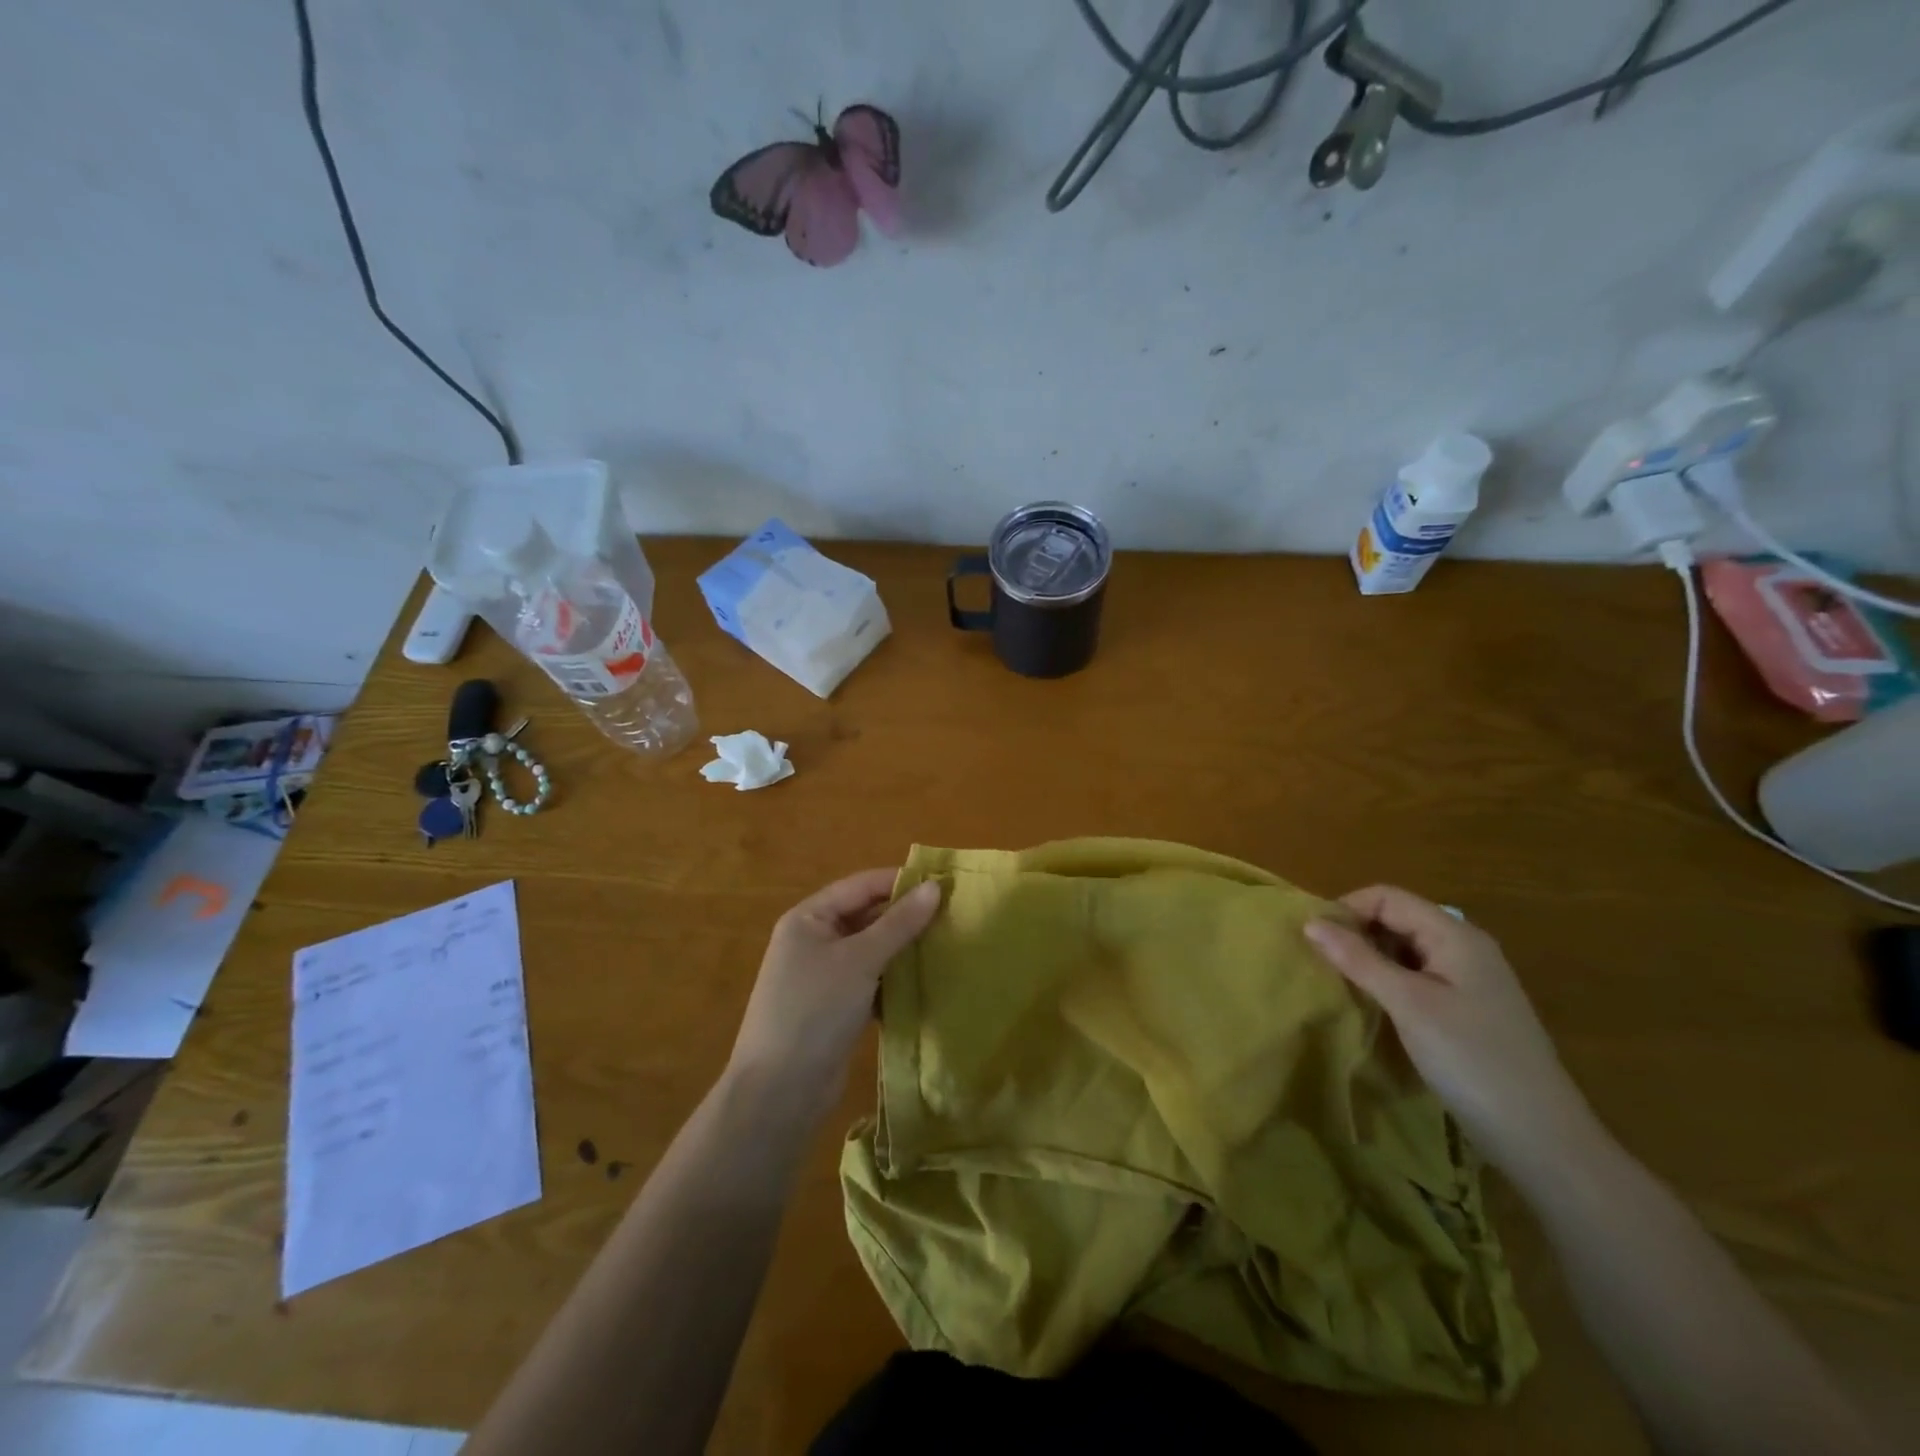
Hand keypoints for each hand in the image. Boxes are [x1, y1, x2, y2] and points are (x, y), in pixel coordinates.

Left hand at [726, 870, 940, 1122]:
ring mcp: (823, 976)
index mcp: (808, 918)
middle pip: (865, 916)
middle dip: (905, 916)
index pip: (861, 886)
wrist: (779, 1092)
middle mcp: (813, 940)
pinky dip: (895, 978)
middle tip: (952, 914)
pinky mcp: (835, 1007)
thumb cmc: (815, 1011)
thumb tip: (934, 887)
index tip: (943, 883)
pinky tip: (927, 980)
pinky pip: (870, 980)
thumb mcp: (860, 960)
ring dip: (903, 948)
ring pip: (871, 950)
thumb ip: (899, 924)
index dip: (900, 882)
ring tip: (947, 943)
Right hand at [1305, 886, 1599, 1177]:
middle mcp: (1464, 948)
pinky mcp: (1467, 1009)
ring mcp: (1469, 980)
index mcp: (1455, 936)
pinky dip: (1388, 981)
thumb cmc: (1471, 1060)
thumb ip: (1358, 960)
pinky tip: (1373, 1006)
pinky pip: (1417, 977)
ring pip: (1405, 949)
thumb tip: (1311, 922)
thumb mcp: (1408, 1004)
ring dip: (1369, 958)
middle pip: (1397, 919)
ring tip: (1339, 983)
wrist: (1541, 1137)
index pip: (1388, 897)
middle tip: (1321, 962)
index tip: (1314, 939)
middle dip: (1356, 933)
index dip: (1347, 909)